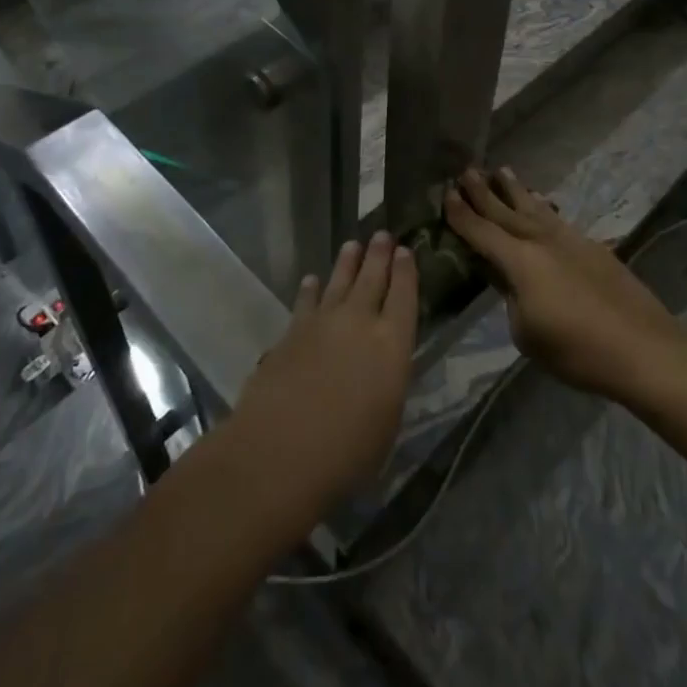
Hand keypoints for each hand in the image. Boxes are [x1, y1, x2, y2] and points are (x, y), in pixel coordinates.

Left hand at [228, 233, 418, 522]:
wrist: (280, 450)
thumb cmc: (347, 452)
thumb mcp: (387, 422)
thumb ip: (387, 384)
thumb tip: (381, 368)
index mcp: (392, 343)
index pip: (405, 296)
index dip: (406, 272)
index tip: (406, 251)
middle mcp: (359, 321)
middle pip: (372, 278)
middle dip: (379, 255)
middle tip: (383, 235)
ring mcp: (322, 323)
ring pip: (339, 282)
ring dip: (347, 263)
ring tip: (352, 245)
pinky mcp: (291, 332)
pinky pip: (305, 301)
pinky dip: (311, 289)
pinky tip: (312, 280)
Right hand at [446, 167, 681, 401]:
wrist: (643, 347)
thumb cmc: (577, 349)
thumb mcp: (527, 334)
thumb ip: (511, 299)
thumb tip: (509, 280)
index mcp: (520, 261)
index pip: (482, 232)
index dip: (462, 215)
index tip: (446, 193)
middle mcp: (541, 240)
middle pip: (506, 212)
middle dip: (484, 192)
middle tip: (467, 170)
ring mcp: (569, 240)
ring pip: (535, 208)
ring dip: (516, 190)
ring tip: (502, 171)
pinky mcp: (592, 247)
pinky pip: (556, 218)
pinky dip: (543, 207)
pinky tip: (541, 202)